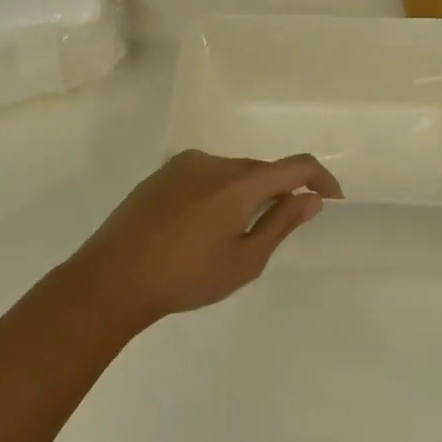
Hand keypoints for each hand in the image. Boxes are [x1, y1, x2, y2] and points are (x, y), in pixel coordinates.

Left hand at [74, 150, 342, 326]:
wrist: (110, 279)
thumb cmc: (184, 278)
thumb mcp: (244, 261)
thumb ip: (281, 224)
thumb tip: (310, 199)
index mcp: (239, 182)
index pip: (295, 166)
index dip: (320, 179)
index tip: (331, 200)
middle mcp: (214, 162)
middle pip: (261, 170)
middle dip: (277, 193)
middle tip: (274, 231)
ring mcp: (183, 165)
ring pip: (231, 173)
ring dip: (244, 194)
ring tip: (228, 237)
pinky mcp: (161, 174)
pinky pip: (204, 176)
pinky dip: (216, 194)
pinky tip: (199, 228)